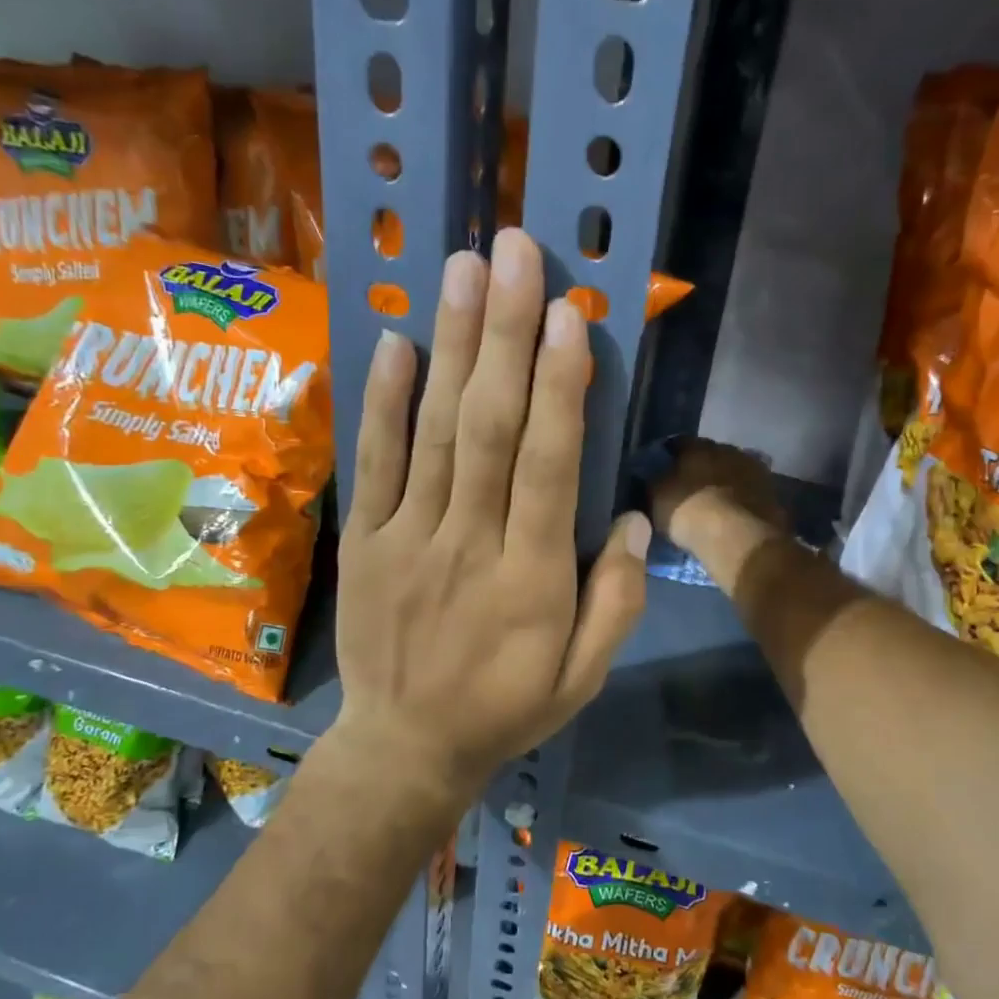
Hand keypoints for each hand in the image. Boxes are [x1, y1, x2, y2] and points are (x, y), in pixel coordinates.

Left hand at [333, 229, 649, 804]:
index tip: (568, 315)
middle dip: (505, 335)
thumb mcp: (583, 679)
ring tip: (463, 268)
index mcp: (532, 582)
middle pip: (488, 429)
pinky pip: (374, 464)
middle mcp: (469, 547)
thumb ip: (616, 603)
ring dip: (450, 346)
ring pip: (432, 432)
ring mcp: (408, 540)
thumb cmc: (505, 711)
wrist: (405, 747)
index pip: (549, 468)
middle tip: (516, 252)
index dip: (560, 389)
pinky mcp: (365, 543)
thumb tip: (633, 518)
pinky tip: (396, 341)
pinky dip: (382, 401)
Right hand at [649, 438, 786, 558]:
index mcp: (698, 446)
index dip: (670, 455)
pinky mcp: (772, 493)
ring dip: (725, 482)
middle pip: (711, 454)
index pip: (679, 443)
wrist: (738, 537)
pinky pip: (750, 491)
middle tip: (691, 486)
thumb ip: (654, 482)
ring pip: (734, 471)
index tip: (664, 468)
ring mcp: (754, 470)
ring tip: (716, 501)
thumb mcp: (657, 498)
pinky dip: (742, 498)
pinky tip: (736, 513)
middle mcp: (728, 449)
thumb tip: (653, 475)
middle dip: (702, 467)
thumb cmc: (689, 512)